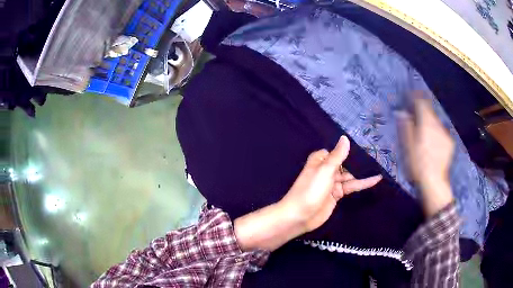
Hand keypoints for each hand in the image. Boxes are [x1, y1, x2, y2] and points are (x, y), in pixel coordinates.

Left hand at [234, 136, 381, 250]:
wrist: (300, 216)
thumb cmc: (310, 190)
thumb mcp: (325, 170)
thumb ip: (337, 155)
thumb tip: (345, 138)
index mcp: (320, 160)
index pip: (337, 151)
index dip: (349, 150)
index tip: (365, 145)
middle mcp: (327, 170)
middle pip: (345, 164)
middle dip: (359, 162)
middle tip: (378, 157)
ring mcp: (332, 183)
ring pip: (350, 176)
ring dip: (363, 173)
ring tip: (380, 167)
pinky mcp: (337, 195)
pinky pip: (351, 187)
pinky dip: (362, 184)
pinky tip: (375, 180)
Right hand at [398, 97, 454, 216]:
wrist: (434, 182)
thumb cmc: (418, 165)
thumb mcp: (408, 146)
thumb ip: (406, 127)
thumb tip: (402, 112)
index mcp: (426, 123)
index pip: (422, 102)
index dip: (415, 96)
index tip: (409, 95)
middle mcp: (437, 124)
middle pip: (430, 110)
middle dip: (422, 109)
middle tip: (415, 114)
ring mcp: (445, 134)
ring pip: (436, 121)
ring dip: (429, 120)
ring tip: (424, 130)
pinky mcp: (449, 142)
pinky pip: (441, 131)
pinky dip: (436, 131)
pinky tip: (433, 141)